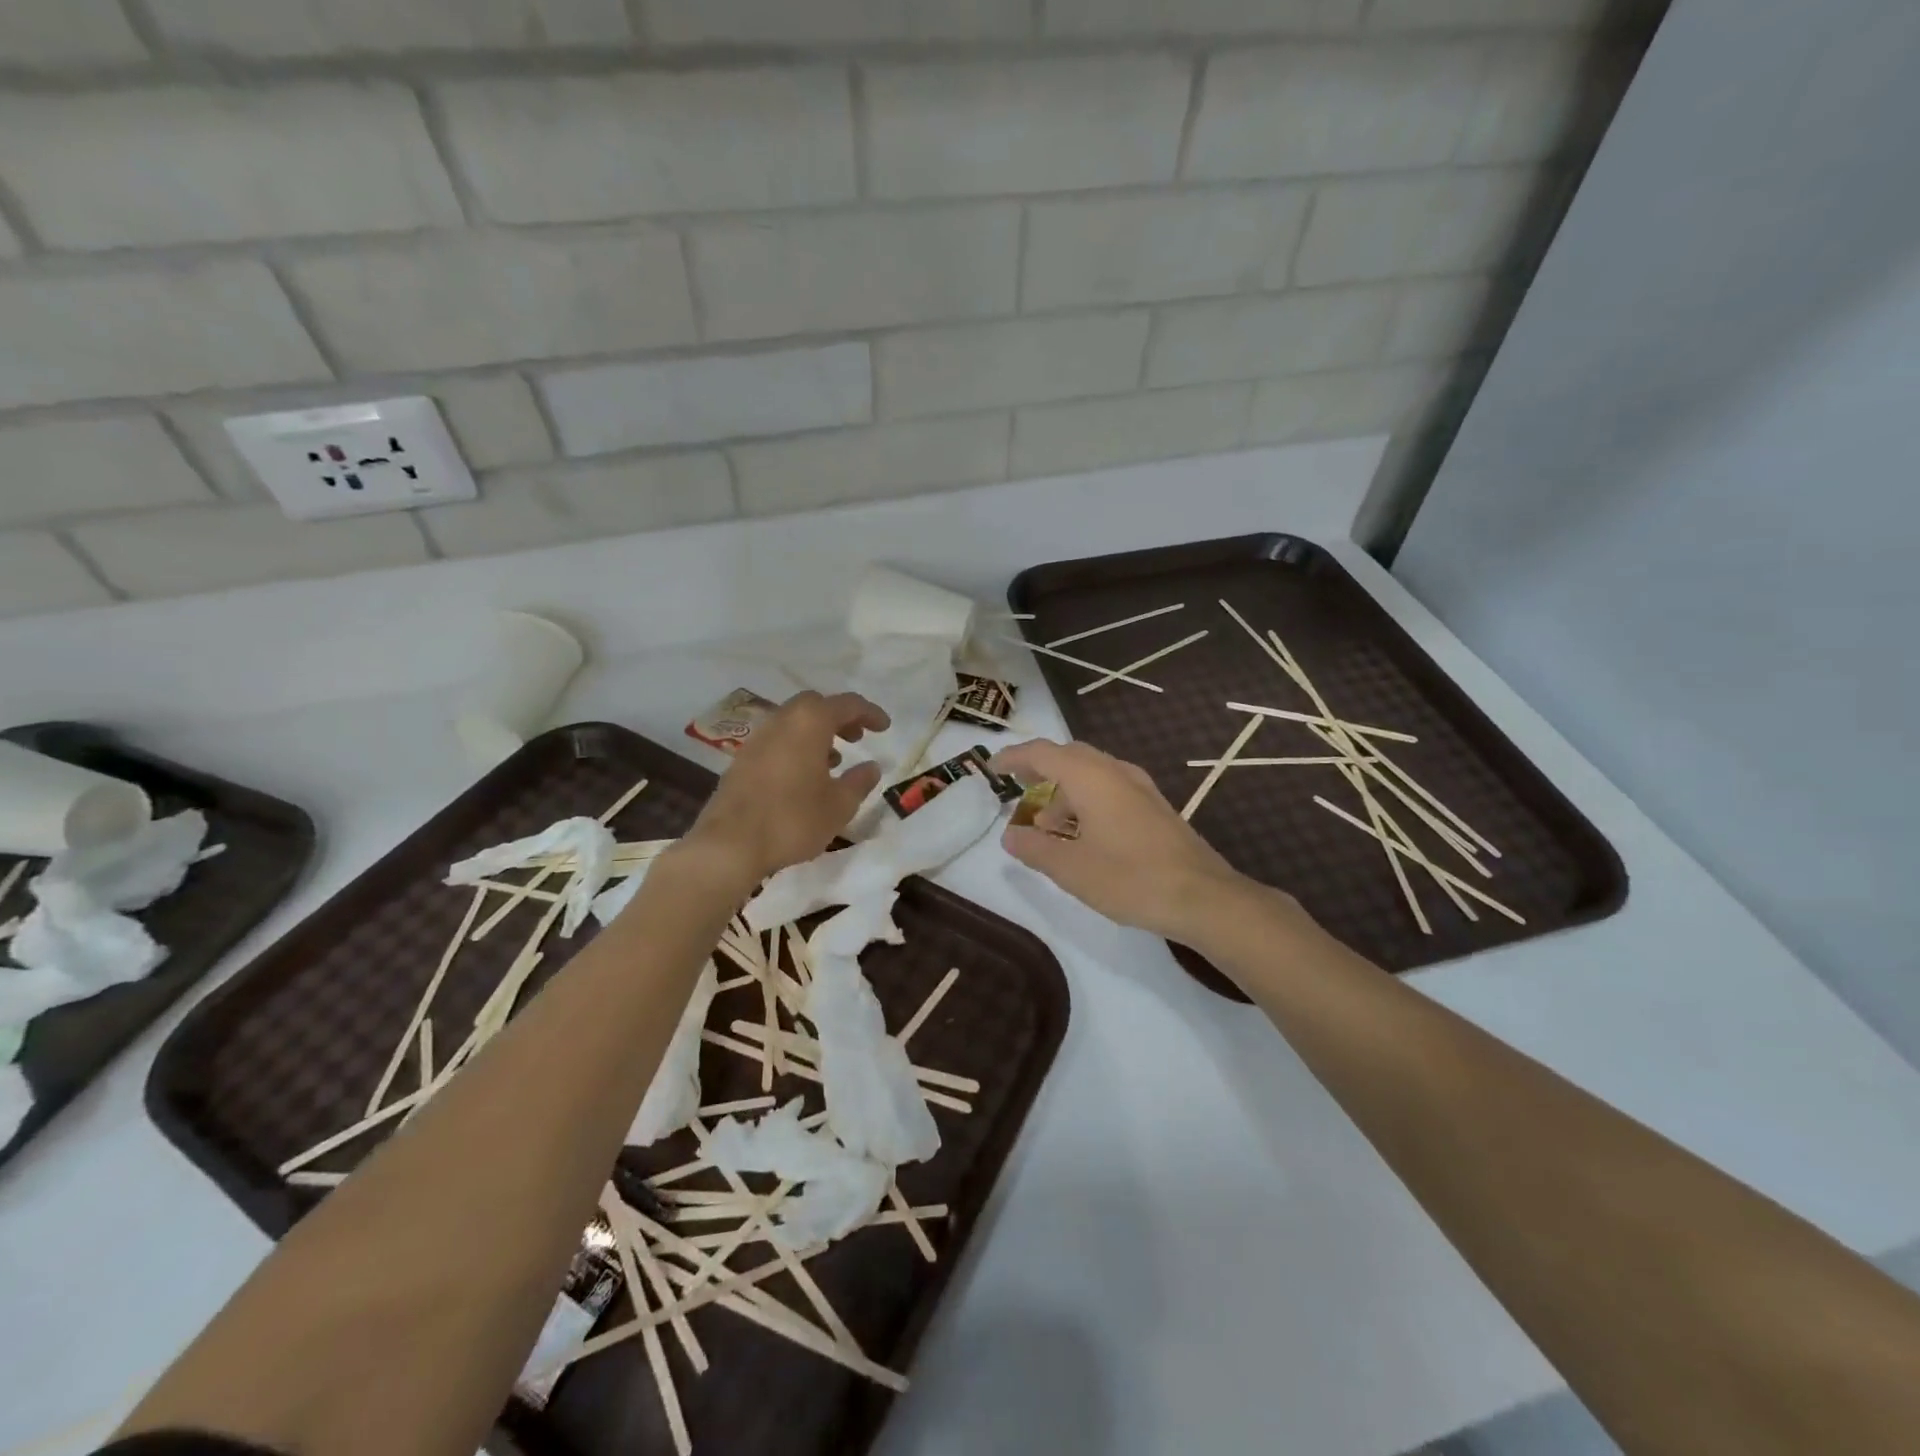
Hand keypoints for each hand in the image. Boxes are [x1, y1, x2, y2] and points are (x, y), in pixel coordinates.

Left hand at [685, 691, 889, 883]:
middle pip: (815, 705)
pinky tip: (804, 777)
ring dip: (817, 734)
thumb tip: (872, 767)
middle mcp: (781, 721)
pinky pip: (777, 741)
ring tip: (834, 760)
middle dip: (840, 717)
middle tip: (858, 738)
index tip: (885, 727)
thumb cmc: (793, 820)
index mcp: (809, 723)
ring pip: (793, 722)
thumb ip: (860, 782)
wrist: (729, 845)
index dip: (869, 713)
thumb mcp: (839, 805)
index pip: (847, 704)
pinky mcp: (742, 760)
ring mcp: (757, 739)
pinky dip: (797, 747)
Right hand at [990, 739, 1251, 942]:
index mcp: (1090, 777)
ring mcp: (1139, 787)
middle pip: (1068, 757)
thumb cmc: (1130, 878)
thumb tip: (1011, 836)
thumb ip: (1035, 848)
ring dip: (1064, 791)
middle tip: (1017, 790)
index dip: (1014, 757)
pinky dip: (1086, 801)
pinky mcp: (1154, 806)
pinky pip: (1109, 789)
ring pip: (1091, 774)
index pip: (1042, 753)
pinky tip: (1083, 835)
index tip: (992, 768)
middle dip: (1039, 771)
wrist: (1202, 896)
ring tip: (1047, 827)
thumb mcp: (1070, 868)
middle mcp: (1115, 771)